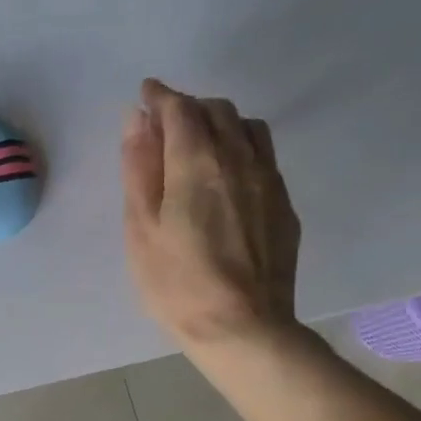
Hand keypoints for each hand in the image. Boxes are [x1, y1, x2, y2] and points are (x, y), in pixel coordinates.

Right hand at [121, 79, 301, 361]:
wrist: (242, 326)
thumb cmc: (175, 283)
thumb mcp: (140, 228)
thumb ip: (139, 168)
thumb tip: (137, 119)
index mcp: (197, 162)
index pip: (180, 109)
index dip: (160, 96)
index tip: (144, 94)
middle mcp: (239, 159)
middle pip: (217, 111)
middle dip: (187, 106)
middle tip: (163, 123)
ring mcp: (268, 180)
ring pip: (246, 127)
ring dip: (218, 121)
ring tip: (196, 141)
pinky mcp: (283, 204)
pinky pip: (263, 154)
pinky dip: (239, 145)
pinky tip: (226, 172)